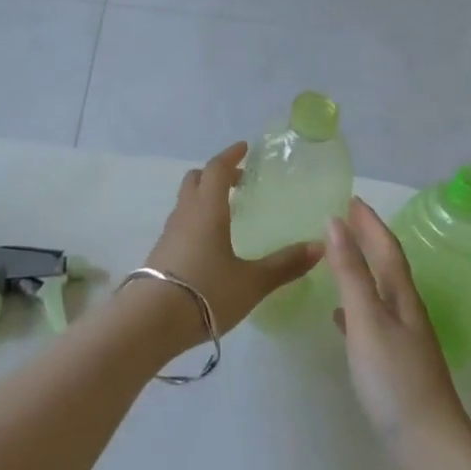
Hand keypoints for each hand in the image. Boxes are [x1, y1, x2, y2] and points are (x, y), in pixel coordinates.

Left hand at [140, 141, 322, 337]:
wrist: (150, 321)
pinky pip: (181, 222)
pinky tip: (210, 242)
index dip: (231, 156)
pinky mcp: (161, 253)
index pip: (217, 169)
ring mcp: (169, 233)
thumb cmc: (206, 293)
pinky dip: (196, 218)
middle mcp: (186, 214)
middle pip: (196, 179)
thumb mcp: (252, 282)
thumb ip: (284, 265)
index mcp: (208, 209)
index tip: (245, 148)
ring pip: (186, 201)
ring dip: (204, 195)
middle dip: (216, 173)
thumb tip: (319, 246)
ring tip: (227, 211)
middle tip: (239, 180)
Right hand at [329, 198, 470, 458]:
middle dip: (369, 240)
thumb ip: (350, 272)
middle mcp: (406, 312)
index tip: (352, 199)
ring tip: (340, 256)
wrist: (429, 445)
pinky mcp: (396, 363)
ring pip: (381, 291)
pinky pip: (373, 320)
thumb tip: (335, 223)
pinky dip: (356, 307)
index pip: (387, 249)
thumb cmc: (395, 378)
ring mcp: (404, 339)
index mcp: (401, 297)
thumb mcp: (367, 320)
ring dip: (362, 269)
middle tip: (346, 218)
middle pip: (388, 266)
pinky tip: (341, 316)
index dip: (370, 223)